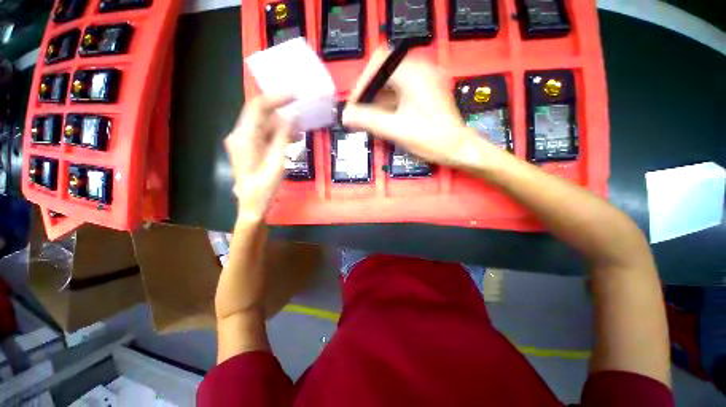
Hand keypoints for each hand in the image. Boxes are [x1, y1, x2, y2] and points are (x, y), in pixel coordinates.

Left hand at [225, 95, 294, 219]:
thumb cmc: (265, 187)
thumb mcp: (277, 162)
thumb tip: (290, 117)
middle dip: (280, 108)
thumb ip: (282, 138)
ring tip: (300, 127)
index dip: (276, 98)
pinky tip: (292, 137)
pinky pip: (263, 133)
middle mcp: (239, 135)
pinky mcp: (248, 147)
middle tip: (300, 108)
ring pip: (262, 123)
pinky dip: (277, 132)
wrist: (252, 204)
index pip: (257, 108)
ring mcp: (243, 141)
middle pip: (259, 113)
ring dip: (281, 122)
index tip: (294, 96)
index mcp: (244, 138)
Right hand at [342, 47, 490, 168]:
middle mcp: (420, 70)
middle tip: (361, 113)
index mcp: (413, 73)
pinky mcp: (425, 92)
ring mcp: (424, 81)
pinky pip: (401, 92)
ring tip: (370, 119)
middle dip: (369, 93)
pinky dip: (389, 103)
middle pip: (384, 72)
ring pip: (392, 83)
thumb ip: (368, 121)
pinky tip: (384, 119)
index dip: (362, 83)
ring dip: (378, 99)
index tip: (355, 105)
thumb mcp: (396, 130)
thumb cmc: (431, 139)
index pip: (378, 63)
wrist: (458, 148)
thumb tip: (346, 115)